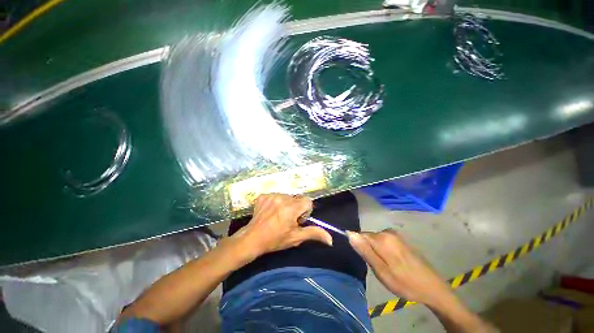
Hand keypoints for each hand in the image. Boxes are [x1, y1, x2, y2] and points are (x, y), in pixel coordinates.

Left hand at [234, 194, 332, 257]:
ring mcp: (271, 195)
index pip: (307, 201)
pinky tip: (270, 212)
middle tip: (287, 220)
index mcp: (291, 208)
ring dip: (286, 204)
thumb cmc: (275, 239)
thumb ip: (313, 233)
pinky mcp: (263, 196)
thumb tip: (330, 239)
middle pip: (297, 198)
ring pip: (287, 196)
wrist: (252, 239)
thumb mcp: (296, 237)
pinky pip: (276, 196)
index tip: (298, 220)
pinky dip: (276, 202)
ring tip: (278, 216)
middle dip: (296, 208)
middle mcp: (282, 198)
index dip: (305, 211)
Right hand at [347, 229, 450, 306]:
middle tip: (378, 267)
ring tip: (386, 267)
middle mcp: (387, 232)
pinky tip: (393, 264)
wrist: (432, 288)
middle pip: (368, 238)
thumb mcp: (381, 271)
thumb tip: (349, 234)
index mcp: (382, 238)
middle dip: (369, 251)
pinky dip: (383, 251)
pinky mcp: (400, 239)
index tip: (367, 261)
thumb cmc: (405, 283)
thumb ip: (365, 251)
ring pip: (375, 241)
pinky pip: (383, 242)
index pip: (360, 236)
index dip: (360, 248)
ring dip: (376, 252)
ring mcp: (395, 235)